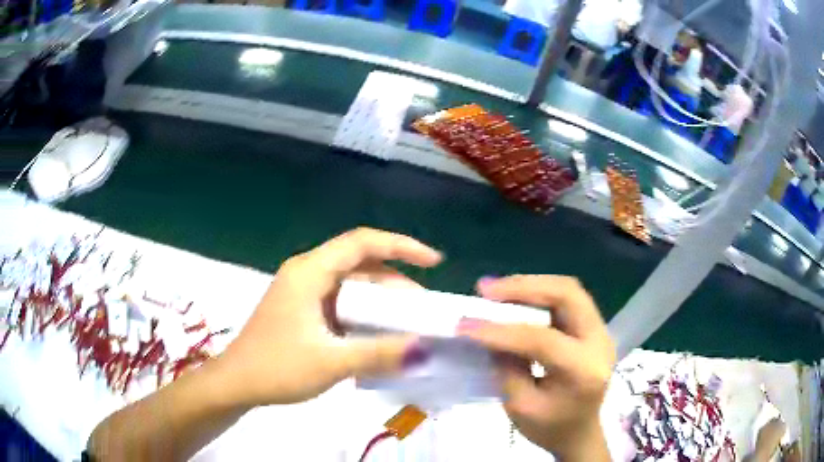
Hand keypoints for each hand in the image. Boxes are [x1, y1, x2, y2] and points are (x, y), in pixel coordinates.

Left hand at [217, 228, 441, 406]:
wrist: (236, 383)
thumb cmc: (277, 367)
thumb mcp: (331, 362)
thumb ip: (380, 354)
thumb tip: (425, 348)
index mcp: (310, 272)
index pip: (362, 243)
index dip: (401, 246)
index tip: (434, 262)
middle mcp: (307, 273)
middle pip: (359, 264)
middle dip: (395, 282)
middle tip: (422, 308)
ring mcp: (303, 291)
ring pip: (351, 285)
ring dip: (379, 301)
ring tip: (406, 325)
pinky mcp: (302, 309)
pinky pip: (341, 302)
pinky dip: (363, 314)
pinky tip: (377, 335)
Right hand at [458, 275, 615, 460]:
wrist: (579, 432)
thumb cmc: (550, 428)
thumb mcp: (520, 406)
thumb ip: (505, 367)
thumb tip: (487, 332)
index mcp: (584, 371)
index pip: (542, 340)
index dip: (501, 331)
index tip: (465, 325)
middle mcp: (600, 341)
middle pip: (567, 295)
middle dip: (524, 287)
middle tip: (485, 290)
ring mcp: (601, 330)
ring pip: (568, 290)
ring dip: (530, 285)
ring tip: (496, 290)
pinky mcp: (594, 327)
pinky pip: (568, 298)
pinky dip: (539, 293)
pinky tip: (516, 298)